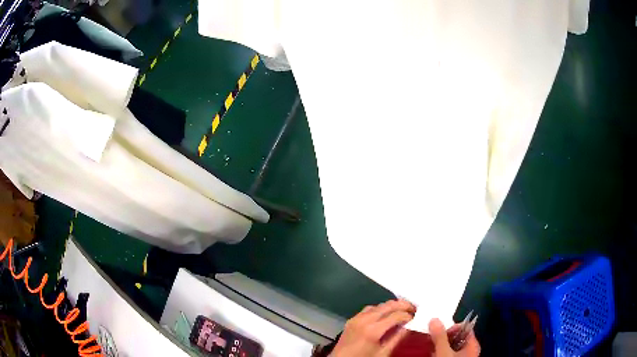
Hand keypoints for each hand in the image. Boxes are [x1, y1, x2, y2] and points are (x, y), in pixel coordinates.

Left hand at [330, 299, 415, 356]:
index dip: (408, 315)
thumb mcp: (383, 353)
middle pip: (388, 305)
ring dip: (391, 306)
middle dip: (403, 305)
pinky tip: (385, 314)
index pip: (396, 315)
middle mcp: (364, 320)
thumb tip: (409, 326)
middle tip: (413, 308)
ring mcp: (356, 318)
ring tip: (402, 310)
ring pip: (378, 305)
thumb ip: (397, 338)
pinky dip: (379, 309)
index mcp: (373, 330)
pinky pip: (368, 309)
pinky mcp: (351, 319)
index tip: (415, 317)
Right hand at [429, 318, 480, 356]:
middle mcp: (470, 349)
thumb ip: (440, 336)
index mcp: (473, 343)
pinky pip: (449, 353)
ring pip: (451, 346)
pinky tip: (433, 353)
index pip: (465, 327)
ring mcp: (463, 356)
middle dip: (444, 336)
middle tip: (433, 339)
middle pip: (457, 336)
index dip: (452, 326)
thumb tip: (434, 319)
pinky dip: (441, 351)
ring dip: (441, 344)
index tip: (439, 330)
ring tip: (431, 346)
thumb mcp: (444, 351)